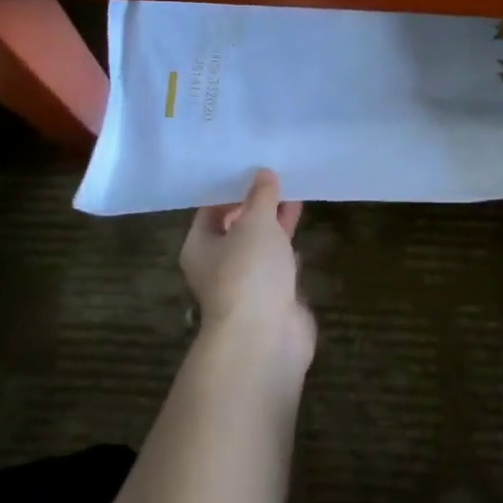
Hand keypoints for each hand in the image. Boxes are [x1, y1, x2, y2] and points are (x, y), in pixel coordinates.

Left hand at [181, 169, 312, 378]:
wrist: (266, 337)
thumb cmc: (249, 273)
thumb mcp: (255, 223)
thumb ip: (261, 196)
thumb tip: (263, 173)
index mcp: (201, 245)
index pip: (212, 208)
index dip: (232, 187)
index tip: (254, 165)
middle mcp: (219, 264)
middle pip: (237, 226)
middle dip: (258, 203)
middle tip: (280, 175)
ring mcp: (247, 282)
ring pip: (261, 245)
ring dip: (275, 223)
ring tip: (296, 192)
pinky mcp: (273, 296)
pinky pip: (279, 263)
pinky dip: (288, 246)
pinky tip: (302, 226)